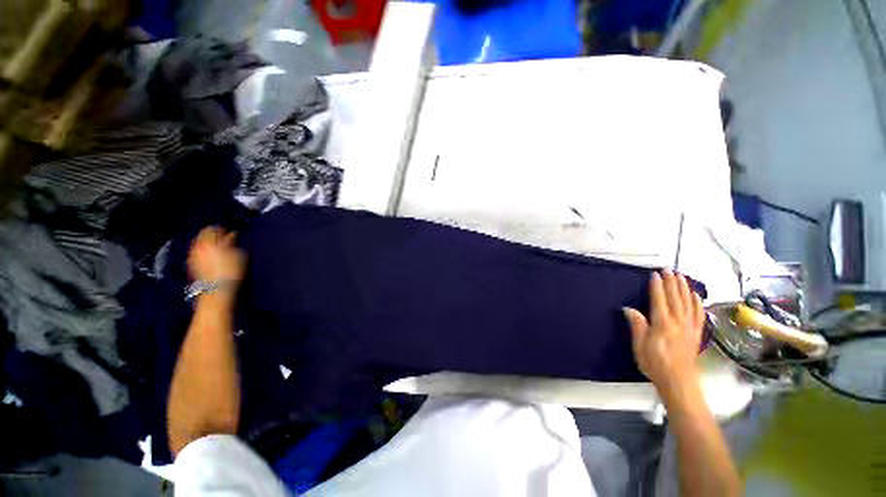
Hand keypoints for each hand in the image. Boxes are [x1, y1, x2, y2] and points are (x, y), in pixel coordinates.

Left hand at [188, 227, 246, 285]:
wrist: (218, 289)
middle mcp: (198, 246)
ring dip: (209, 242)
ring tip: (220, 246)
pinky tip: (213, 254)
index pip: (213, 228)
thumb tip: (232, 235)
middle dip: (213, 234)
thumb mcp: (239, 254)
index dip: (223, 228)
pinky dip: (205, 250)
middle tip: (225, 237)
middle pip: (203, 234)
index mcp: (209, 241)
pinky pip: (197, 251)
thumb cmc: (231, 270)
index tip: (231, 231)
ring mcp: (193, 255)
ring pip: (200, 243)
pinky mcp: (192, 264)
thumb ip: (233, 242)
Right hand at [623, 269, 704, 394]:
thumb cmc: (655, 363)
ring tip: (681, 276)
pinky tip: (695, 295)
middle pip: (676, 298)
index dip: (657, 286)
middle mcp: (678, 322)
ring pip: (688, 303)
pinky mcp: (696, 334)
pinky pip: (698, 314)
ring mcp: (690, 327)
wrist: (679, 382)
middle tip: (669, 270)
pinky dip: (697, 303)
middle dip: (672, 283)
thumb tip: (629, 308)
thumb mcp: (640, 345)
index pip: (659, 300)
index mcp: (662, 324)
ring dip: (684, 288)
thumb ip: (637, 325)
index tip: (655, 274)